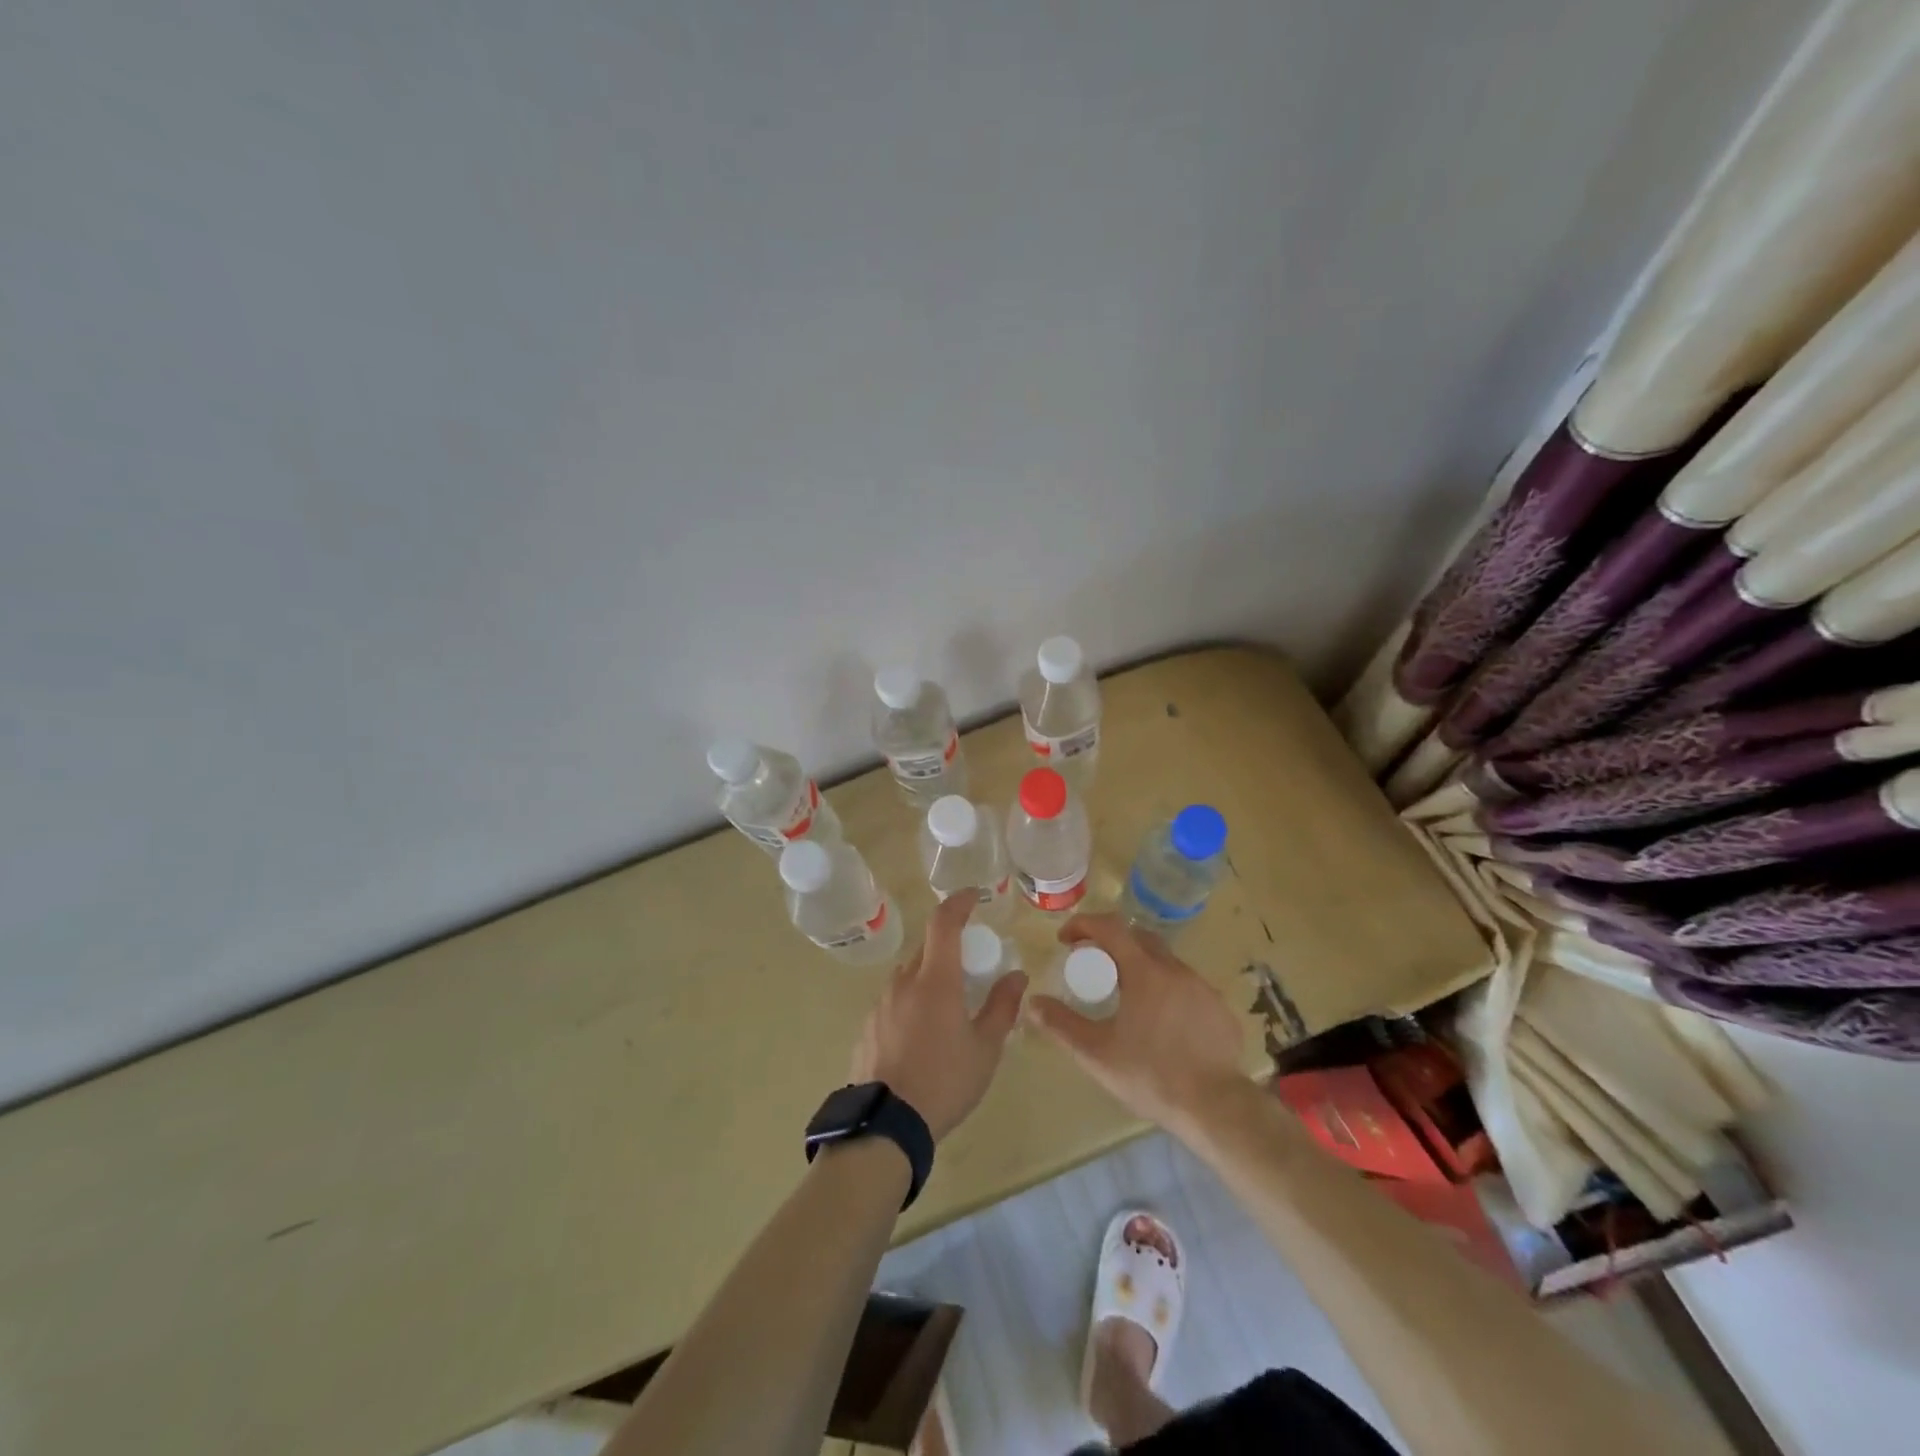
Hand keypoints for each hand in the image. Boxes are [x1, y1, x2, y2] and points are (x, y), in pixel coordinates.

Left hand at [850, 892, 1028, 1141]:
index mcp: (934, 979)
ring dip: (930, 977)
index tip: (974, 895)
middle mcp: (903, 982)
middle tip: (971, 966)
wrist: (886, 1125)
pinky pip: (894, 1001)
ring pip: (909, 976)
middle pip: (927, 949)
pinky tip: (922, 1035)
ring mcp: (881, 1004)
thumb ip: (1002, 1007)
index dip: (959, 902)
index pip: (944, 922)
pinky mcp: (868, 1027)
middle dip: (949, 947)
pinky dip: (912, 1002)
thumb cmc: (944, 1081)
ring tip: (949, 1007)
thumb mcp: (985, 1048)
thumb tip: (1017, 975)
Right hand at [1025, 913, 1246, 1134]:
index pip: (1110, 927)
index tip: (1066, 939)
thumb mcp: (1097, 1053)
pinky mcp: (1219, 1009)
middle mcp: (1175, 970)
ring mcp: (1202, 988)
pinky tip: (1160, 1022)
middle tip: (1093, 964)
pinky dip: (1166, 990)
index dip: (1084, 925)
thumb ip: (1061, 1024)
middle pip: (1138, 937)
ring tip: (1125, 995)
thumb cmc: (1151, 1076)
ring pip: (1165, 962)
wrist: (1217, 1108)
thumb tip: (1033, 1002)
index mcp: (1144, 972)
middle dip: (1111, 942)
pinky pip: (1186, 986)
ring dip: (1140, 966)